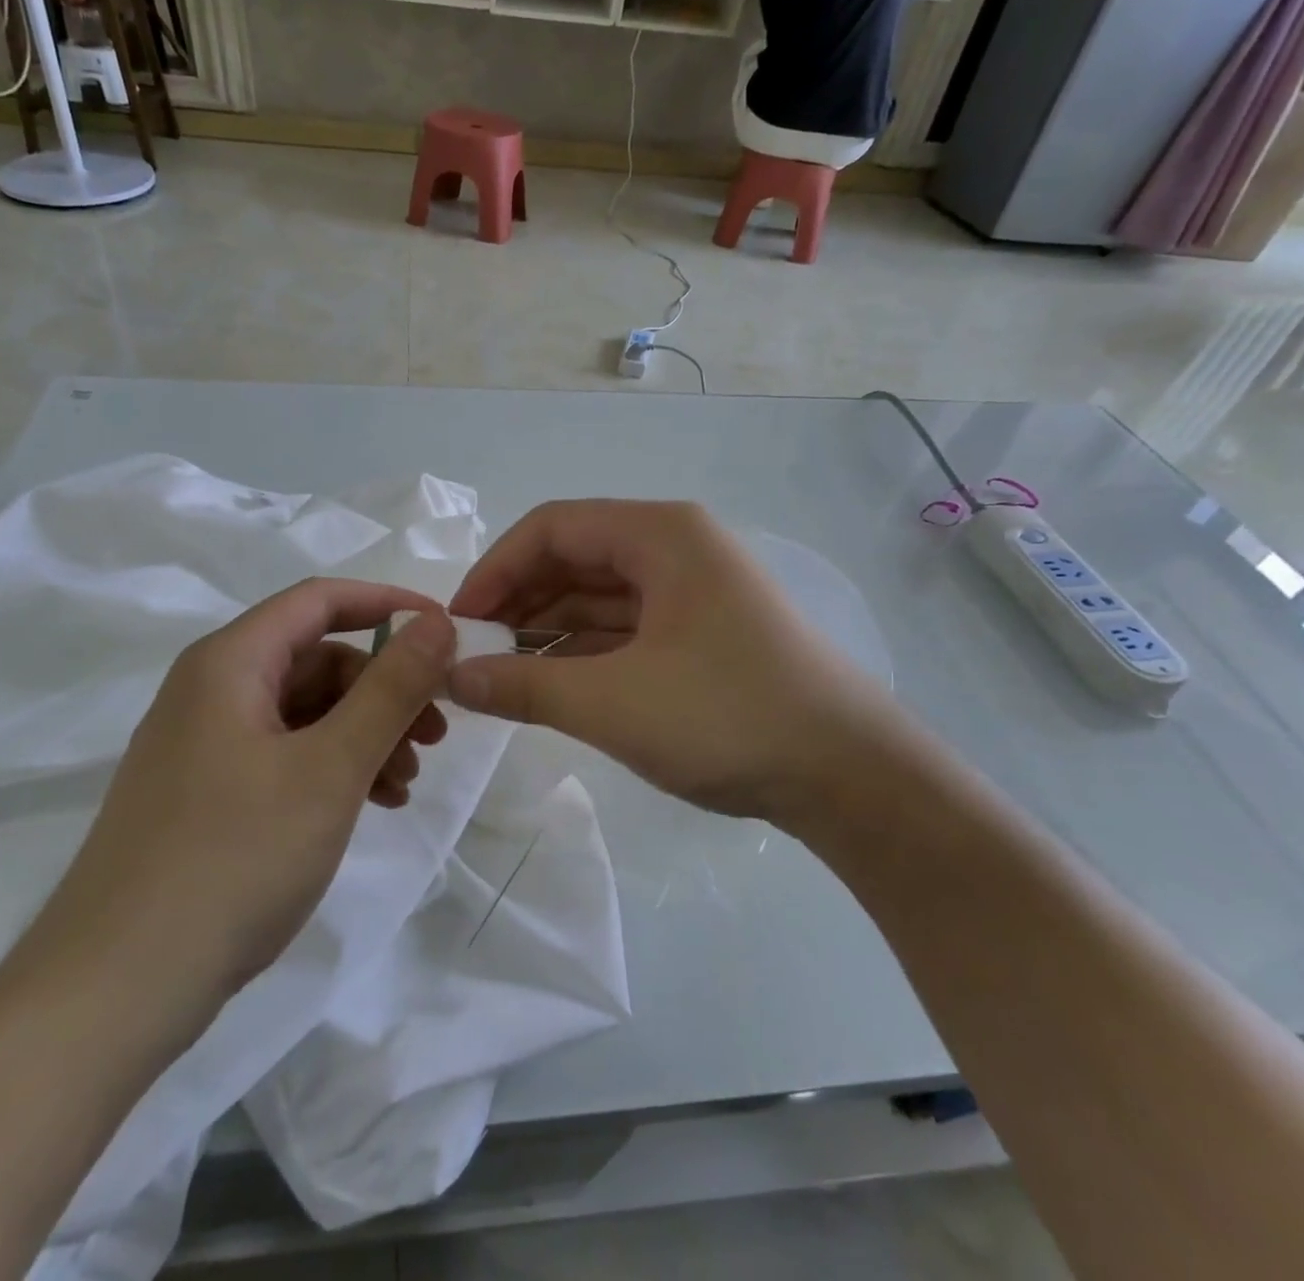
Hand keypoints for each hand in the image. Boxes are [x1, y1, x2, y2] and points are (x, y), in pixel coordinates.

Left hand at [11, 580, 455, 1052]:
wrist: (114, 993)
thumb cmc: (232, 860)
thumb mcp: (330, 768)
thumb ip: (391, 689)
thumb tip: (437, 622)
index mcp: (229, 663)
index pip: (320, 600)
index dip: (388, 605)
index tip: (446, 631)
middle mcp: (211, 691)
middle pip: (317, 660)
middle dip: (384, 688)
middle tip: (435, 733)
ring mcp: (205, 746)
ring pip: (306, 712)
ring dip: (366, 734)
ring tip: (406, 783)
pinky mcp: (207, 795)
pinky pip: (286, 755)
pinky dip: (335, 768)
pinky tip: (372, 804)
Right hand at [448, 501, 916, 828]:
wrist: (849, 775)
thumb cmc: (727, 716)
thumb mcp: (612, 703)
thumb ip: (523, 687)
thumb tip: (454, 679)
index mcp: (661, 535)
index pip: (553, 528)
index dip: (495, 569)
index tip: (459, 622)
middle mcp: (677, 549)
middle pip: (575, 558)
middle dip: (519, 602)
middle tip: (474, 653)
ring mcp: (694, 592)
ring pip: (600, 596)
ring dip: (548, 630)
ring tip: (501, 674)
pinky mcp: (704, 634)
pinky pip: (626, 628)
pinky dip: (584, 651)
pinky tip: (551, 684)